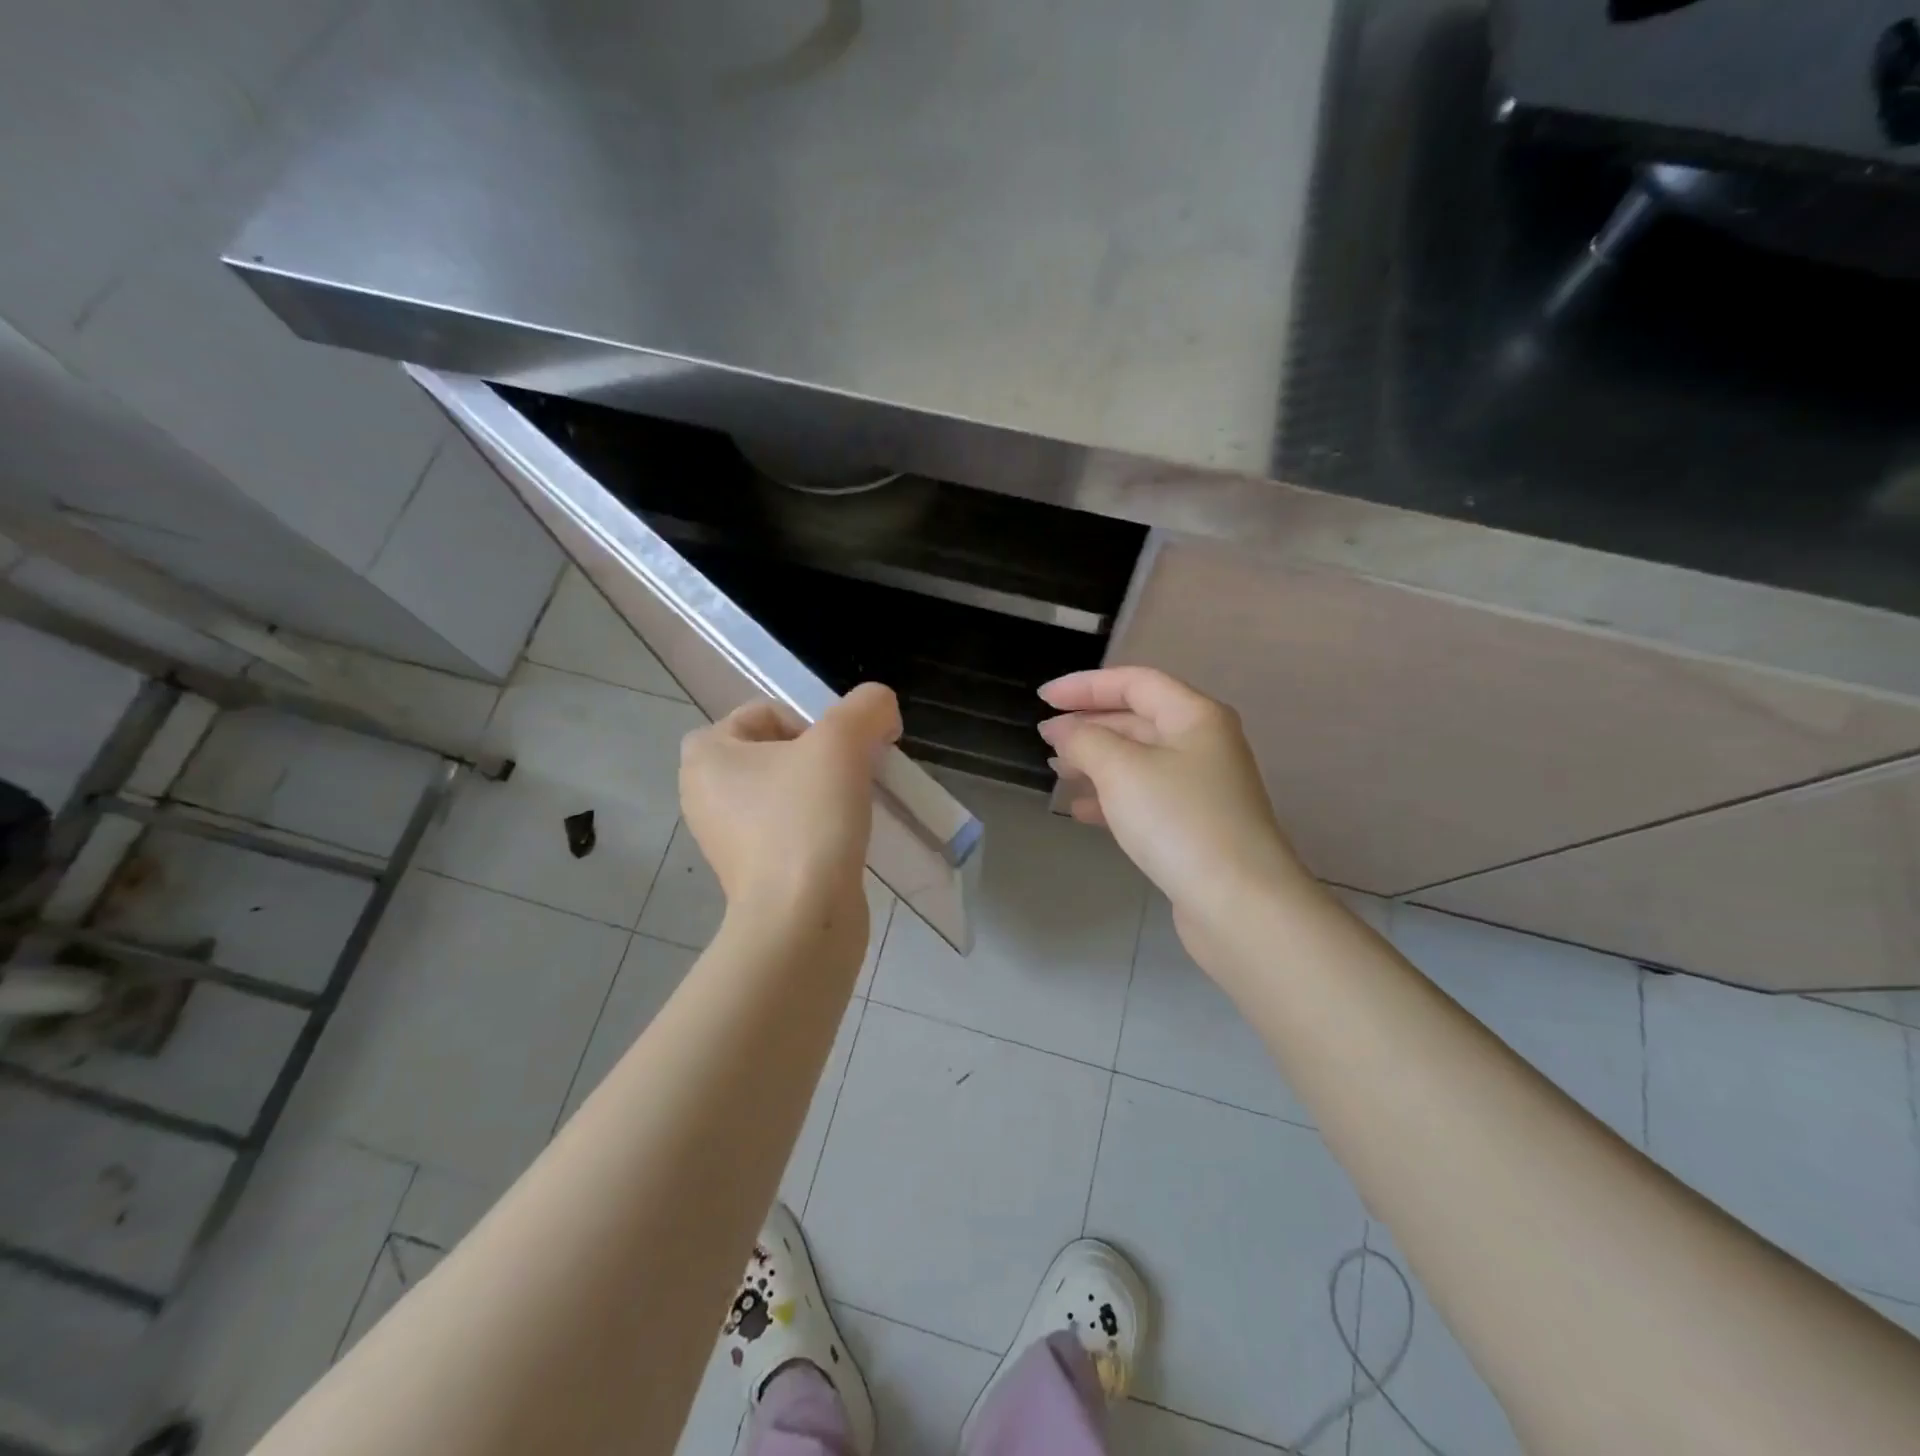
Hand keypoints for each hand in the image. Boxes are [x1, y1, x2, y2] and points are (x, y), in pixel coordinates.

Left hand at [679, 684, 900, 927]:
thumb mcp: (843, 741)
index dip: (812, 723)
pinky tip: (845, 840)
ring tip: (852, 810)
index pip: (765, 713)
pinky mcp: (753, 874)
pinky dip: (819, 828)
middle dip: (822, 758)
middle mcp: (704, 795)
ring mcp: (727, 839)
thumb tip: (881, 709)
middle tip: (851, 778)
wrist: (801, 920)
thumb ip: (867, 707)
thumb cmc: (807, 818)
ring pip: (787, 793)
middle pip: (779, 752)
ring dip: (824, 792)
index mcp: (705, 756)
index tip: (840, 754)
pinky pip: (791, 830)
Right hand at [1038, 667, 1314, 967]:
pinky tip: (1080, 810)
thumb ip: (1085, 740)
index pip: (1134, 682)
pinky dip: (1111, 796)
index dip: (1085, 685)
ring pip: (1139, 760)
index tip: (1043, 698)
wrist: (1238, 902)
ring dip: (1096, 760)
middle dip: (1089, 724)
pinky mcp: (1195, 825)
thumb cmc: (1178, 820)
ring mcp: (1202, 787)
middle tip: (1045, 737)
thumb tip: (1063, 730)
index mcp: (1194, 716)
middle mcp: (1203, 744)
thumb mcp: (1122, 769)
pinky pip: (1145, 796)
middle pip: (1138, 719)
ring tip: (1057, 769)